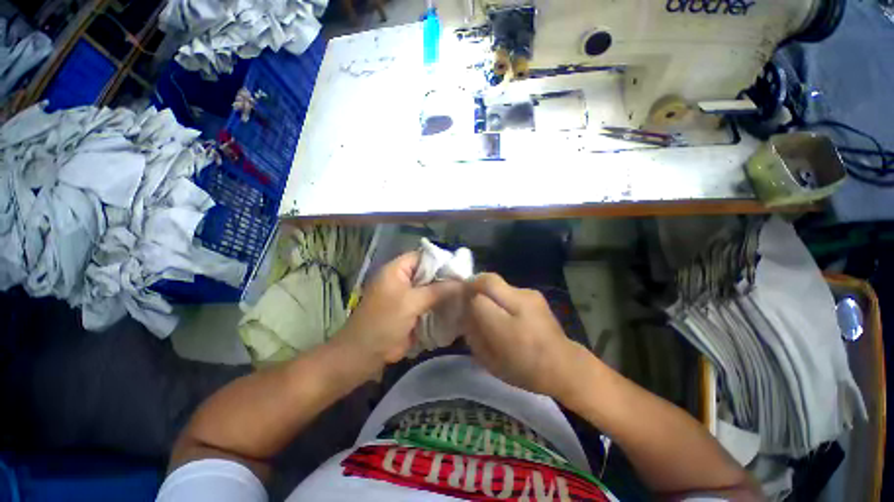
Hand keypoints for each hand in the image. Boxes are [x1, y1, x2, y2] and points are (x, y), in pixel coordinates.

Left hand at [339, 252, 460, 364]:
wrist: (364, 355)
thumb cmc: (383, 322)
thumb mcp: (411, 302)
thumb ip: (438, 290)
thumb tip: (464, 282)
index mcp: (397, 270)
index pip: (423, 256)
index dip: (441, 260)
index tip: (461, 268)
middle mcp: (403, 280)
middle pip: (429, 273)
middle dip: (446, 278)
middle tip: (467, 283)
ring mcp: (407, 296)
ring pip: (430, 289)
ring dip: (445, 293)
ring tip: (467, 295)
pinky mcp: (411, 311)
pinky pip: (429, 303)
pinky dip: (441, 305)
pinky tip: (457, 307)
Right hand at [464, 273, 584, 397]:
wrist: (564, 366)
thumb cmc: (524, 370)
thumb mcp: (490, 361)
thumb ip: (473, 335)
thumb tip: (464, 313)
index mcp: (509, 328)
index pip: (478, 300)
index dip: (466, 300)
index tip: (461, 305)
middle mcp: (520, 303)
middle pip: (488, 280)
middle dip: (473, 285)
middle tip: (467, 296)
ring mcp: (529, 294)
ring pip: (497, 281)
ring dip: (486, 289)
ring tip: (485, 304)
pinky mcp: (534, 293)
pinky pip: (507, 287)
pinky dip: (498, 293)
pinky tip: (502, 308)